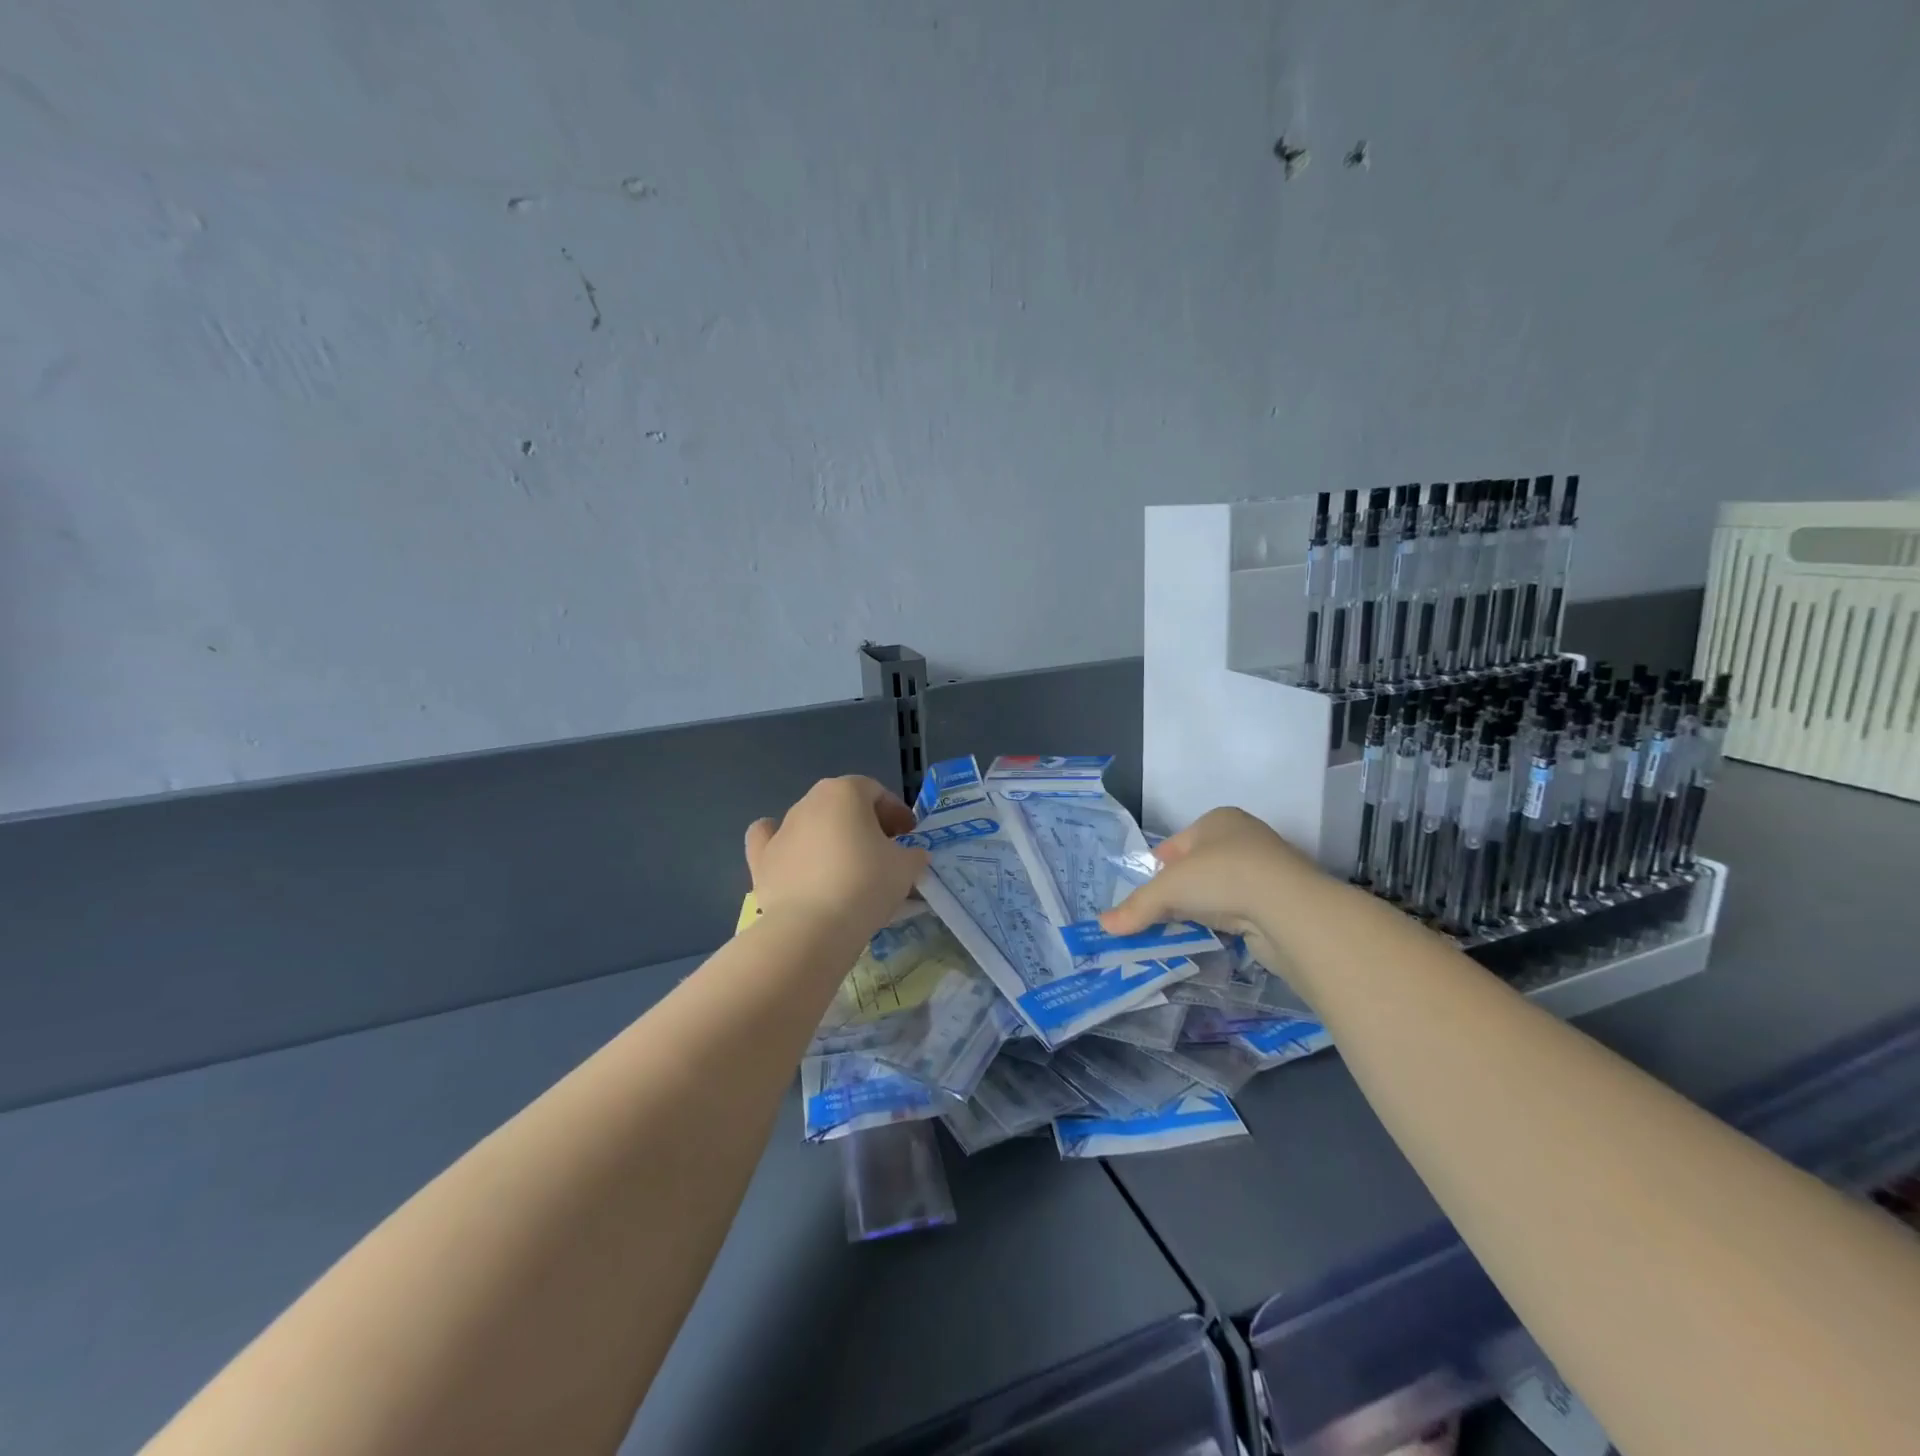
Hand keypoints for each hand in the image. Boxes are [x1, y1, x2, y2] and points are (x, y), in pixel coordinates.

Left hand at [745, 776, 928, 934]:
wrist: (812, 928)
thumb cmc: (866, 885)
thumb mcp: (906, 868)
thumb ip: (913, 855)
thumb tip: (911, 856)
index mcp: (845, 792)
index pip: (876, 792)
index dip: (896, 813)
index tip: (909, 837)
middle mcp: (809, 802)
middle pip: (844, 805)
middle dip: (865, 824)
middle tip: (883, 852)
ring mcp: (781, 829)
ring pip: (811, 823)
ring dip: (831, 837)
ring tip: (847, 868)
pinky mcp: (761, 859)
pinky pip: (771, 841)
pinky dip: (784, 846)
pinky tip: (794, 859)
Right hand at [1098, 807, 1319, 945]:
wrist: (1289, 909)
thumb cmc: (1223, 877)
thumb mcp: (1168, 889)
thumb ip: (1136, 907)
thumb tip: (1104, 925)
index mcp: (1218, 820)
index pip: (1176, 845)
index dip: (1157, 869)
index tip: (1145, 895)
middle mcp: (1243, 838)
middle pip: (1196, 868)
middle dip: (1177, 892)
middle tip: (1156, 916)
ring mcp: (1265, 870)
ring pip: (1218, 890)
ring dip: (1200, 908)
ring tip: (1180, 930)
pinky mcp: (1277, 901)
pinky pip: (1238, 910)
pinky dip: (1223, 923)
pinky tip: (1211, 937)